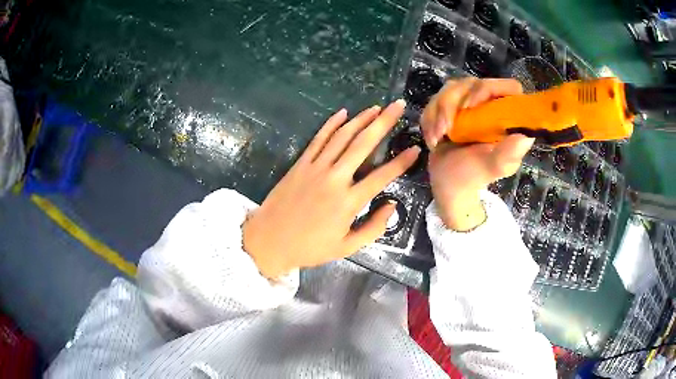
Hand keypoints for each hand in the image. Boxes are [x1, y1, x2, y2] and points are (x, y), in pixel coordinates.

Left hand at [243, 100, 419, 278]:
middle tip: (398, 106)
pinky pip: (318, 139)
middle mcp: (335, 179)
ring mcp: (316, 168)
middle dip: (383, 122)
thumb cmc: (310, 248)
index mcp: (349, 202)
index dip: (401, 162)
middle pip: (363, 144)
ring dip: (361, 119)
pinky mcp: (300, 164)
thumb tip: (391, 205)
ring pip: (342, 136)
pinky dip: (331, 124)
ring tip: (377, 107)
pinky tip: (343, 112)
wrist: (270, 241)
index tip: (415, 149)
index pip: (382, 176)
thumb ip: (374, 228)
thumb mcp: (347, 247)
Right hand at [421, 78, 533, 230]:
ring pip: (451, 88)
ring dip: (437, 112)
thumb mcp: (492, 167)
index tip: (471, 106)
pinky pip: (436, 98)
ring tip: (437, 138)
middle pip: (473, 83)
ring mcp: (470, 103)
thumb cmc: (474, 176)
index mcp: (507, 117)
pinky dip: (429, 118)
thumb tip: (525, 138)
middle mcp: (491, 105)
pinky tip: (433, 138)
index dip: (490, 89)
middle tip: (445, 129)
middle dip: (451, 104)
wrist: (448, 182)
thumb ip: (507, 155)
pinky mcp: (451, 106)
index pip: (509, 88)